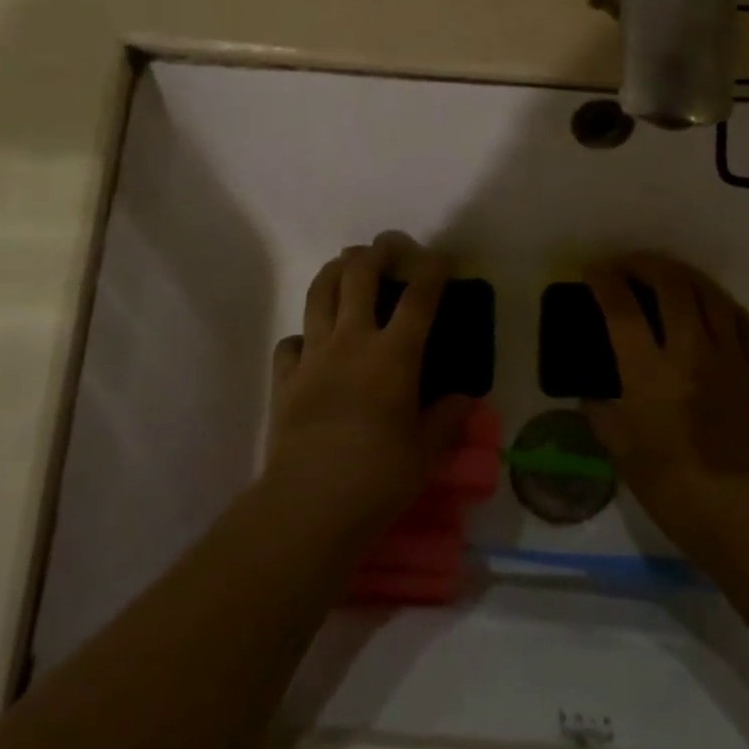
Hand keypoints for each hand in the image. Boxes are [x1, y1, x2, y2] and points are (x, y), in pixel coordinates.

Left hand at [265, 232, 474, 534]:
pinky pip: (290, 343)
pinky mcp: (285, 378)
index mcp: (395, 355)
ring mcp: (314, 356)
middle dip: (377, 251)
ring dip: (335, 270)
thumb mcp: (427, 452)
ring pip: (320, 294)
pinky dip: (302, 335)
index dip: (432, 269)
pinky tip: (310, 343)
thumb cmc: (379, 477)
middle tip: (388, 245)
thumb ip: (447, 419)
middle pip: (360, 275)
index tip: (441, 256)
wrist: (309, 503)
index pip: (419, 297)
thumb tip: (463, 399)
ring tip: (346, 264)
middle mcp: (353, 341)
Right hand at [583, 253, 748, 560]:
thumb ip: (600, 413)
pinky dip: (722, 303)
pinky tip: (711, 304)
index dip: (603, 281)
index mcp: (650, 373)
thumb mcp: (621, 453)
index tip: (591, 272)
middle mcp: (690, 352)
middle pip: (671, 285)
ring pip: (710, 294)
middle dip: (644, 264)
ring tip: (666, 274)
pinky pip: (743, 321)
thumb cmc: (674, 489)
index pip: (622, 309)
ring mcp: (729, 358)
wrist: (746, 516)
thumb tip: (591, 392)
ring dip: (683, 274)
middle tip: (626, 265)